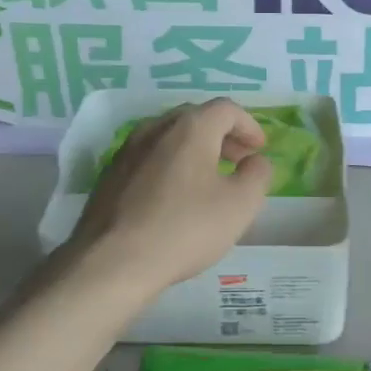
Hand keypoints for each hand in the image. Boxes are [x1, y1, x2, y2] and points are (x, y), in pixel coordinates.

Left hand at [68, 99, 272, 291]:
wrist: (113, 261)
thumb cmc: (185, 228)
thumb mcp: (240, 205)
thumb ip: (257, 175)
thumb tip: (256, 161)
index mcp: (190, 128)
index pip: (227, 109)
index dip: (249, 125)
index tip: (259, 149)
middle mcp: (155, 128)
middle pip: (195, 118)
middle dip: (222, 135)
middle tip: (238, 160)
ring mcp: (127, 150)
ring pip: (169, 137)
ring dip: (194, 150)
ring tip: (208, 178)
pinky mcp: (110, 175)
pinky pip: (149, 158)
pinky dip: (170, 165)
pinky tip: (174, 196)